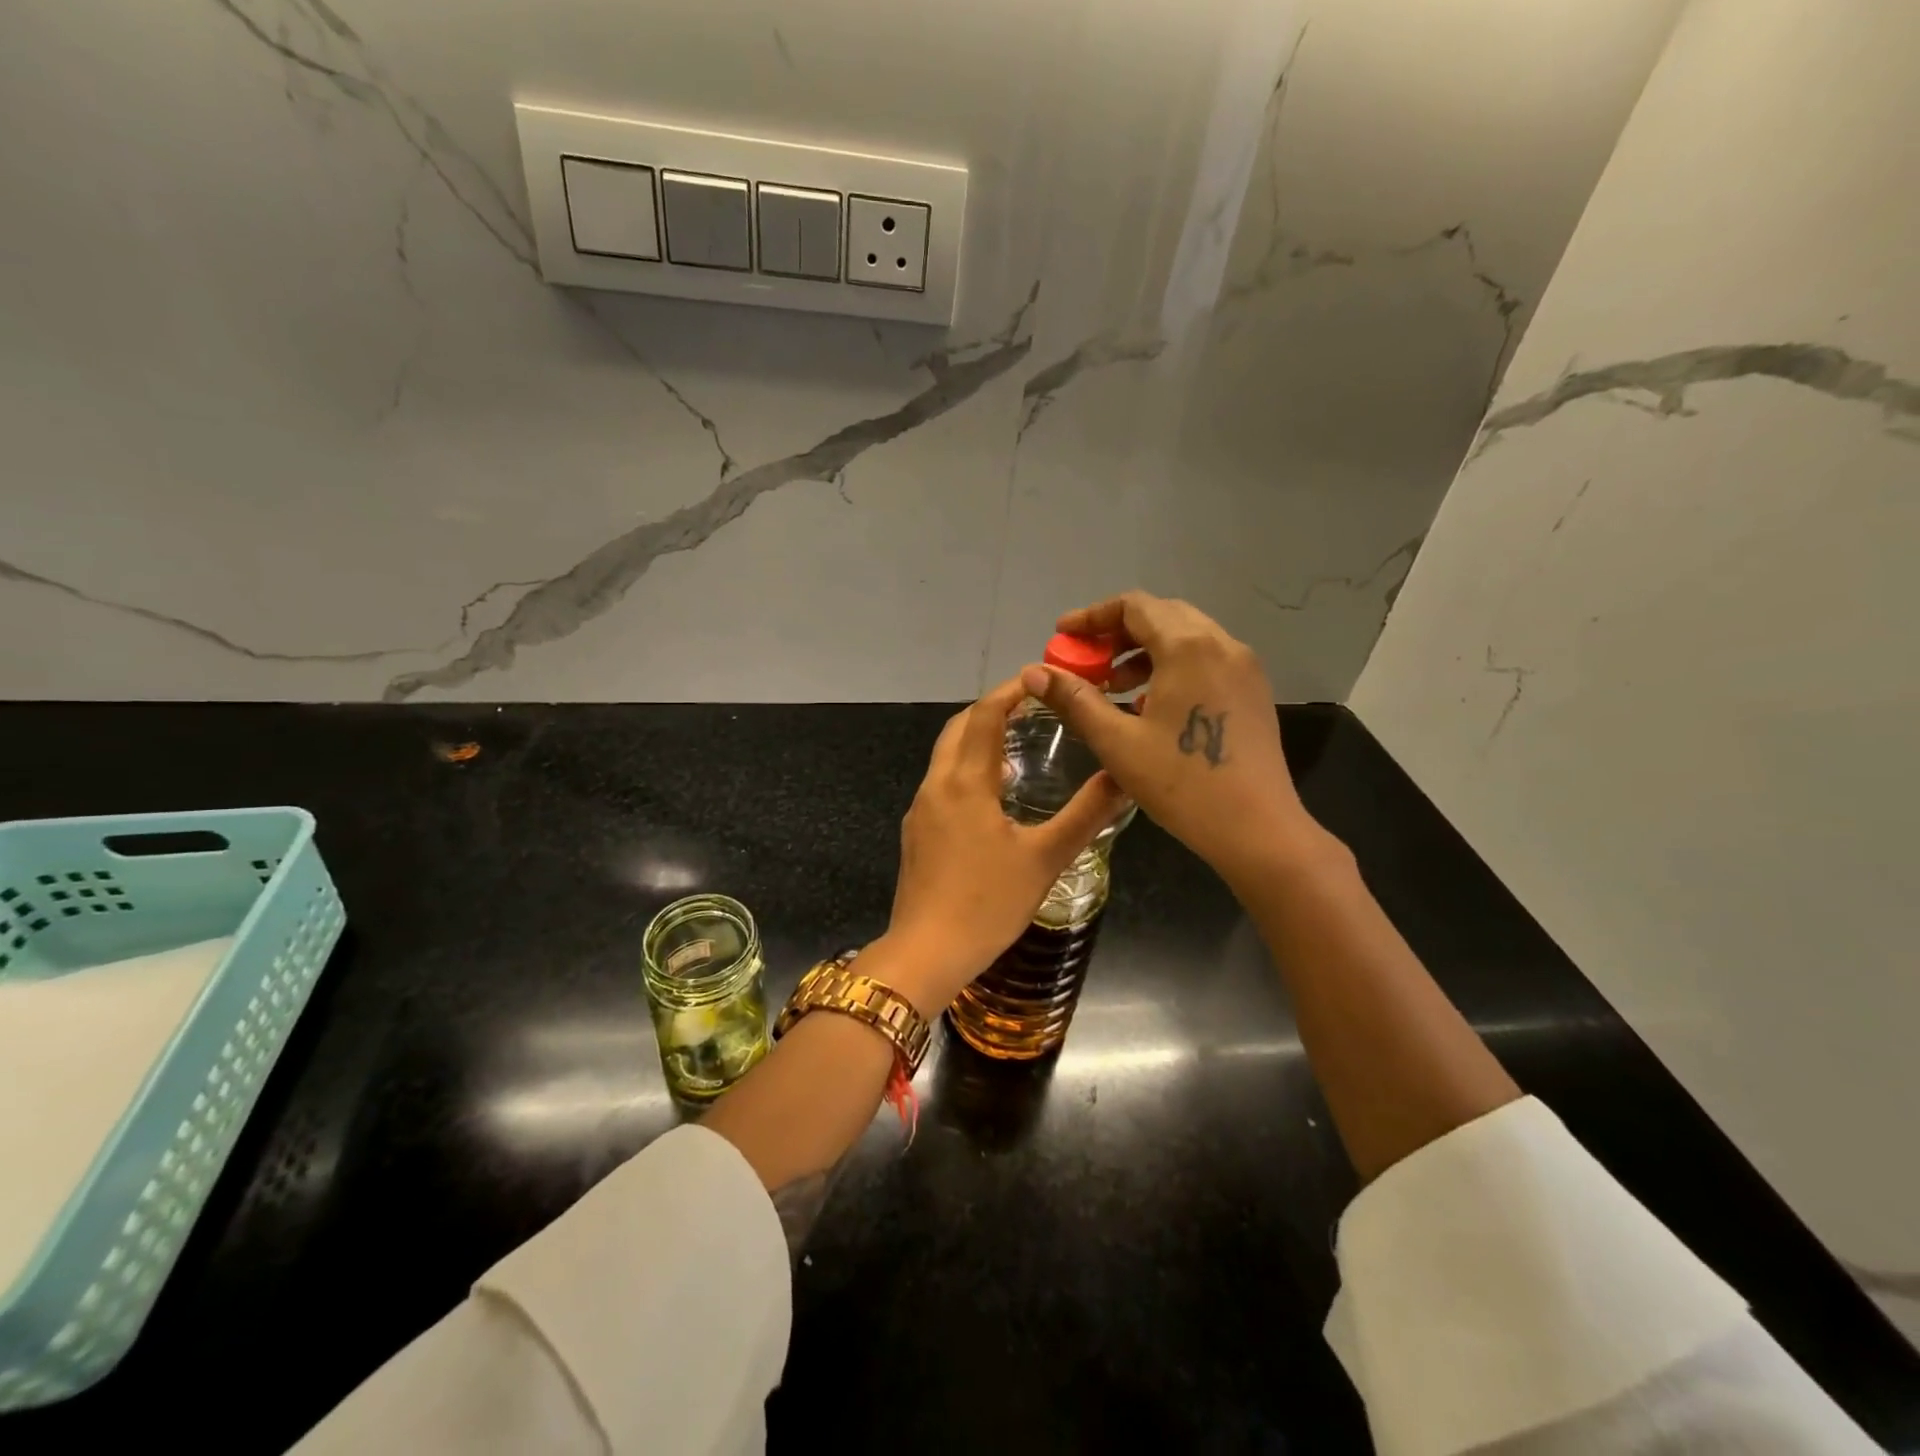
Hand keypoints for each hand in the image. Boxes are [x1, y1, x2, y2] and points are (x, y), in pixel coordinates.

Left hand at [880, 676, 1129, 1014]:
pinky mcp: (916, 833)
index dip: (1010, 691)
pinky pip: (942, 783)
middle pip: (958, 728)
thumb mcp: (1045, 858)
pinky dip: (967, 770)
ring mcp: (921, 810)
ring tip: (1018, 745)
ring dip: (977, 740)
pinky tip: (994, 795)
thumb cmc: (988, 903)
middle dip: (991, 710)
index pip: (983, 715)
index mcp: (965, 782)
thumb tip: (1123, 777)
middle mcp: (936, 786)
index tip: (1040, 679)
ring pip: (947, 756)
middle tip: (1031, 708)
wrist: (926, 953)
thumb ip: (1085, 814)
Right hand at [1021, 592, 1322, 886]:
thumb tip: (1034, 672)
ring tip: (1113, 686)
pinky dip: (1171, 665)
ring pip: (1186, 636)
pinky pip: (1206, 659)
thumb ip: (1074, 699)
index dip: (1092, 617)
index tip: (1062, 637)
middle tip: (1085, 661)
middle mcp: (1221, 644)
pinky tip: (1151, 704)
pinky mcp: (1253, 691)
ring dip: (1144, 650)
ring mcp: (1244, 666)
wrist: (1257, 828)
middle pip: (1161, 615)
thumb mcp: (1117, 742)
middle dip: (1117, 632)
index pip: (1133, 606)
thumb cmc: (1181, 783)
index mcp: (1188, 647)